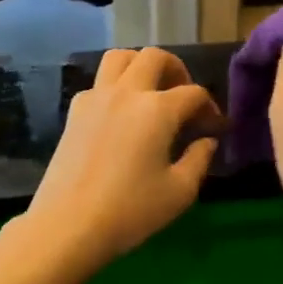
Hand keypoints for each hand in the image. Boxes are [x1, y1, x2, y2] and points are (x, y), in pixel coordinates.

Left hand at [20, 47, 221, 276]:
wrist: (68, 226)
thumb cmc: (130, 211)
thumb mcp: (180, 192)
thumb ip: (200, 159)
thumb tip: (207, 140)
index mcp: (157, 109)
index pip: (194, 93)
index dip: (210, 108)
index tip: (214, 129)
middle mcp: (127, 92)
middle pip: (155, 57)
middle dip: (177, 70)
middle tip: (184, 97)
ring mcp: (96, 97)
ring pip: (120, 57)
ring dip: (141, 65)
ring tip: (151, 92)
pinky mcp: (75, 111)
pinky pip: (99, 82)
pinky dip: (115, 86)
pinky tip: (121, 114)